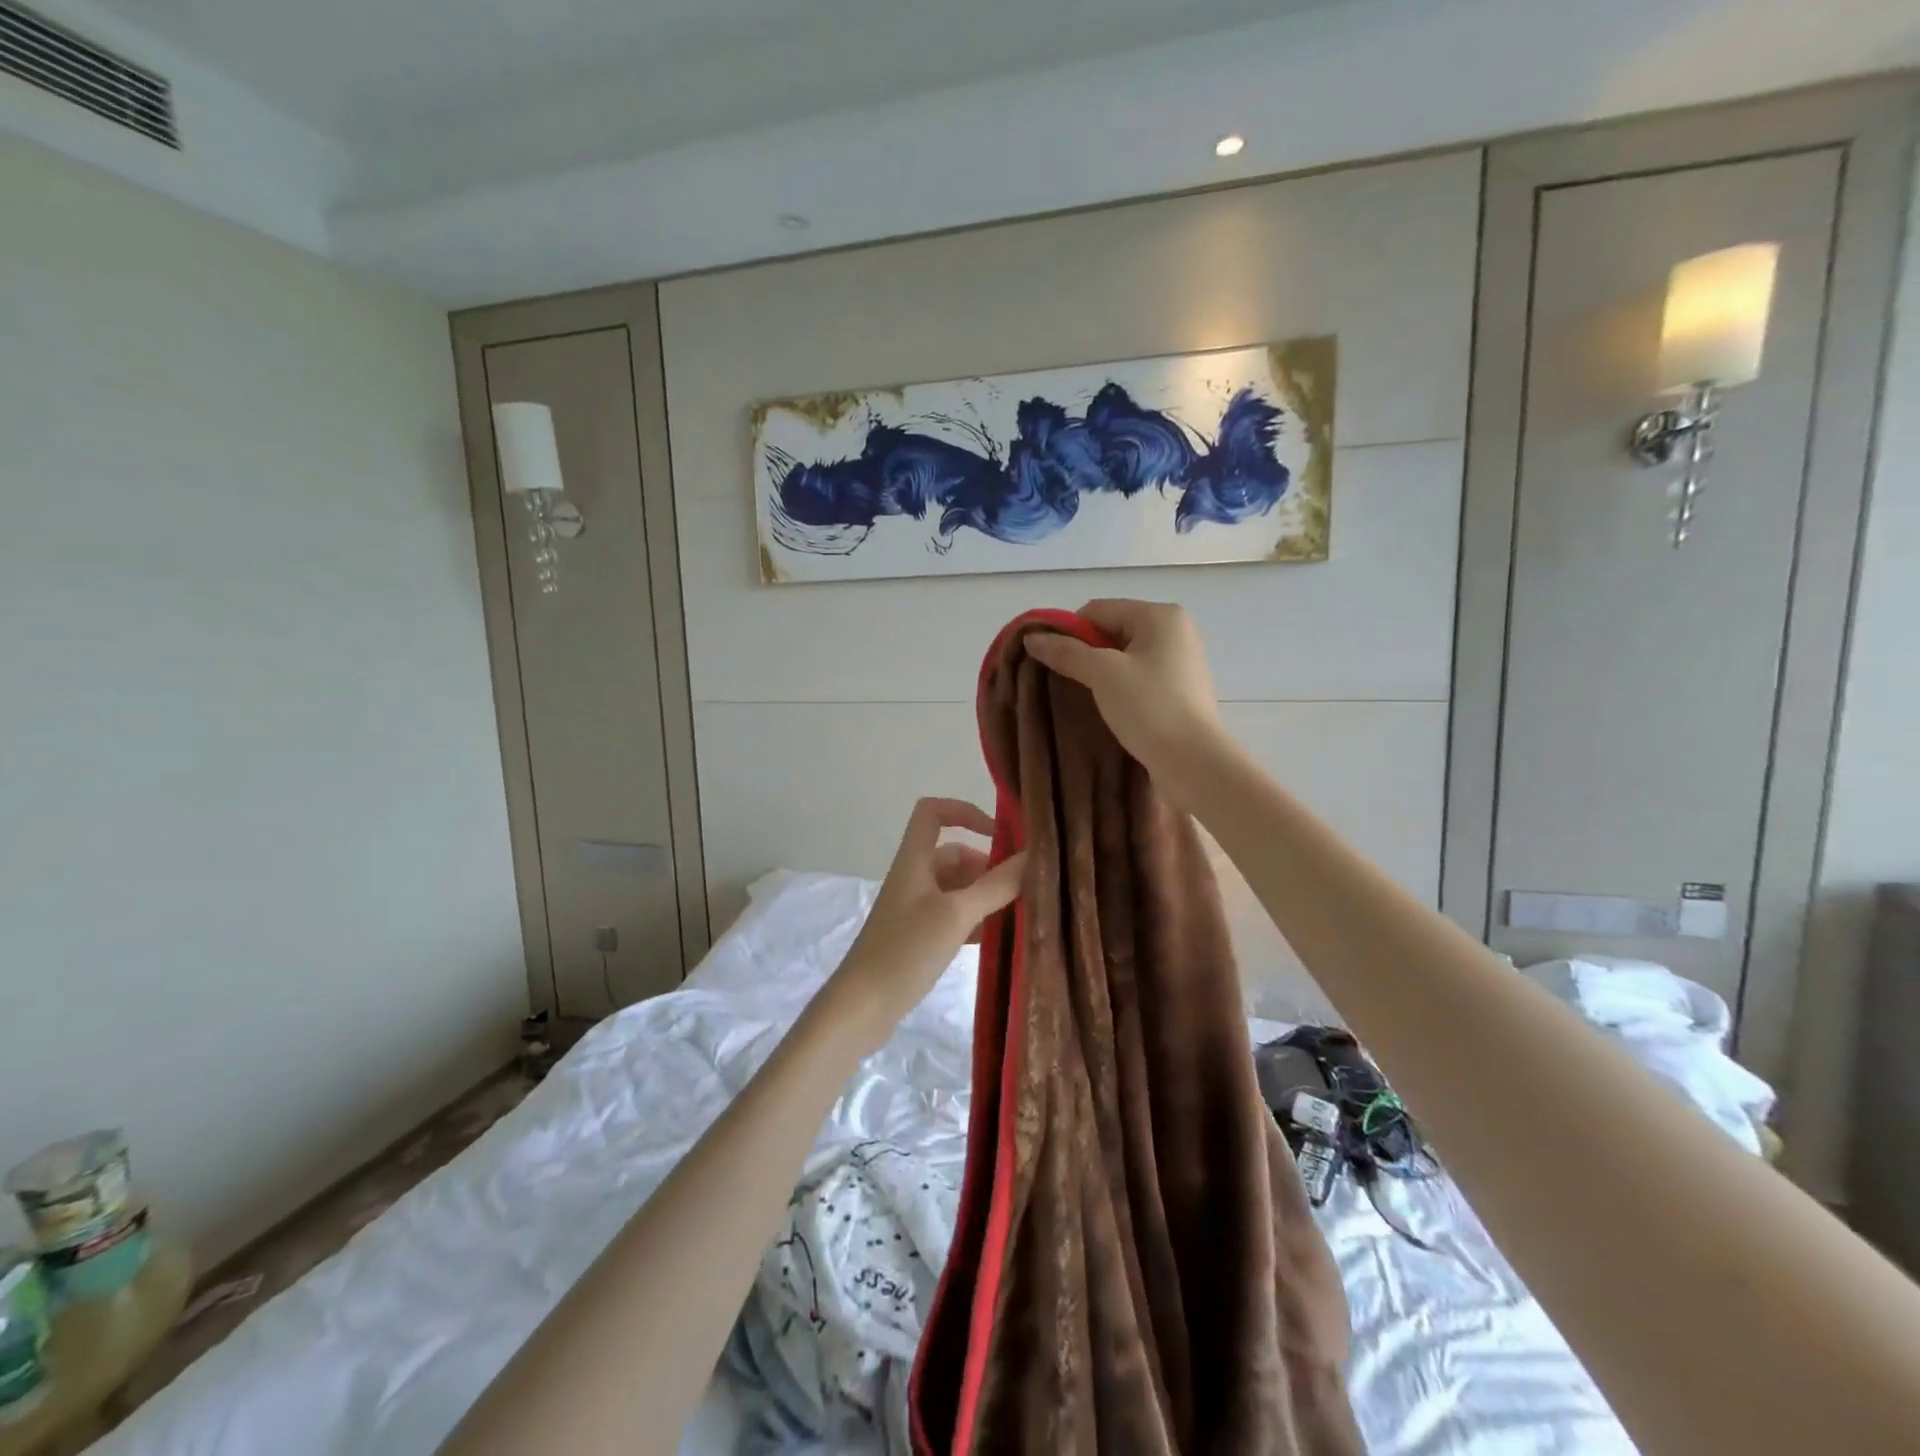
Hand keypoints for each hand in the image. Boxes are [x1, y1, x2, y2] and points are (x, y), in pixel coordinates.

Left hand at [821, 798, 1026, 1051]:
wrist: (861, 1008)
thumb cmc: (905, 951)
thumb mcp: (956, 915)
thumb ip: (995, 886)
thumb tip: (1033, 856)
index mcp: (914, 860)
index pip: (933, 812)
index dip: (965, 811)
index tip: (999, 834)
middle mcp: (913, 878)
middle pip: (954, 854)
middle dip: (988, 866)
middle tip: (1023, 888)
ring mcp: (914, 910)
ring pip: (957, 889)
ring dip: (985, 896)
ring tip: (1019, 914)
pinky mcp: (917, 938)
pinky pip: (953, 917)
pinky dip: (975, 921)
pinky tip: (998, 939)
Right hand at [1024, 599, 1225, 789]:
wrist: (1193, 762)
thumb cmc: (1149, 708)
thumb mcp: (1102, 674)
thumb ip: (1066, 652)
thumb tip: (1032, 638)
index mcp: (1161, 616)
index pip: (1098, 610)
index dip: (1069, 632)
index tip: (1050, 661)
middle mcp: (1175, 631)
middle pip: (1112, 631)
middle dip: (1085, 653)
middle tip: (1063, 681)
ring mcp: (1181, 661)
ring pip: (1125, 656)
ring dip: (1100, 673)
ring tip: (1082, 697)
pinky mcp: (1180, 690)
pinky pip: (1139, 677)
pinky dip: (1119, 687)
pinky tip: (1107, 708)